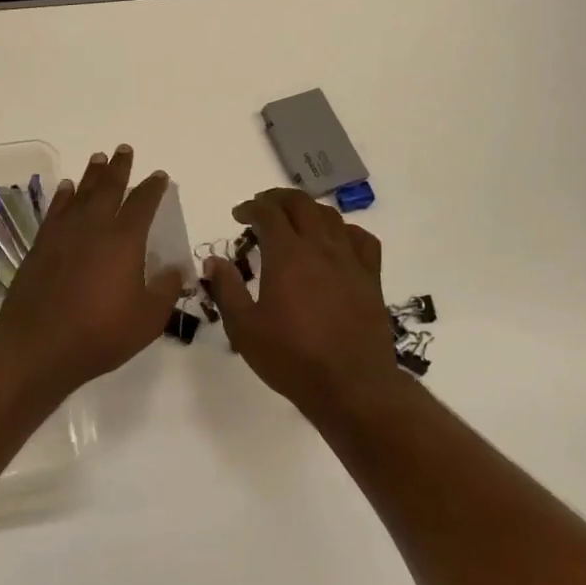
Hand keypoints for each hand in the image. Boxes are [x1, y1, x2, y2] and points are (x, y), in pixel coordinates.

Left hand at [0, 145, 186, 400]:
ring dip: (92, 175)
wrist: (38, 346)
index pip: (143, 204)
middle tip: (124, 150)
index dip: (153, 188)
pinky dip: (63, 196)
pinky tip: (66, 189)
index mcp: (125, 240)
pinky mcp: (41, 245)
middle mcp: (94, 227)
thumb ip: (165, 289)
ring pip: (81, 194)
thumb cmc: (100, 334)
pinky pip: (56, 210)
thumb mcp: (148, 319)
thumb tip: (176, 269)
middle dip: (119, 168)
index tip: (159, 176)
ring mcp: (64, 234)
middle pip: (109, 188)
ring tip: (98, 159)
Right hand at [204, 188, 399, 417]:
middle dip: (277, 199)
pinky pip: (361, 239)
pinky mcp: (371, 277)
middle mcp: (320, 247)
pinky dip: (344, 231)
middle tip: (262, 209)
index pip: (269, 212)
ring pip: (330, 217)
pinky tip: (336, 242)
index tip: (238, 216)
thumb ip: (227, 289)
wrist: (351, 385)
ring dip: (308, 211)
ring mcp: (350, 260)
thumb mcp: (244, 328)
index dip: (251, 207)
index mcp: (287, 255)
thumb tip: (215, 261)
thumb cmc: (291, 358)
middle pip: (301, 204)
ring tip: (294, 222)